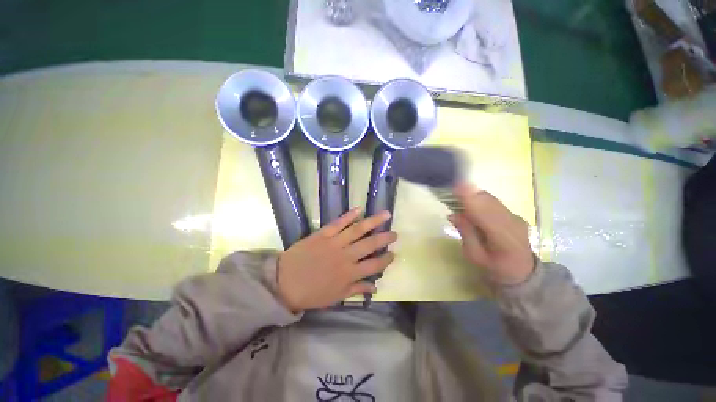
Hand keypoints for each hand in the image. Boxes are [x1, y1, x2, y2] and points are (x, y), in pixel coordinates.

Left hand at [277, 209, 396, 311]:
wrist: (285, 283)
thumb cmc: (311, 293)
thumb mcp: (336, 297)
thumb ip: (356, 290)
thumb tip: (374, 287)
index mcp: (349, 274)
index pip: (374, 265)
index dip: (386, 259)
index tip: (393, 253)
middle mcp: (346, 256)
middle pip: (370, 244)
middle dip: (385, 238)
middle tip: (395, 233)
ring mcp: (334, 243)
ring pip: (358, 230)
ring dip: (373, 221)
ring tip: (386, 214)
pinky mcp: (323, 234)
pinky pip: (338, 223)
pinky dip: (349, 215)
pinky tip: (359, 209)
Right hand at [448, 183, 534, 285]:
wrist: (521, 270)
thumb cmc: (494, 267)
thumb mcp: (474, 255)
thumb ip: (466, 233)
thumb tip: (453, 214)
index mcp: (504, 240)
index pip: (486, 214)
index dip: (471, 200)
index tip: (456, 188)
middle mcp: (513, 224)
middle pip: (489, 202)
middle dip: (469, 194)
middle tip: (450, 191)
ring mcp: (515, 217)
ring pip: (491, 199)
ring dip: (473, 195)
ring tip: (457, 195)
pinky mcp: (514, 213)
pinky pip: (493, 201)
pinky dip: (479, 198)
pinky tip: (470, 201)